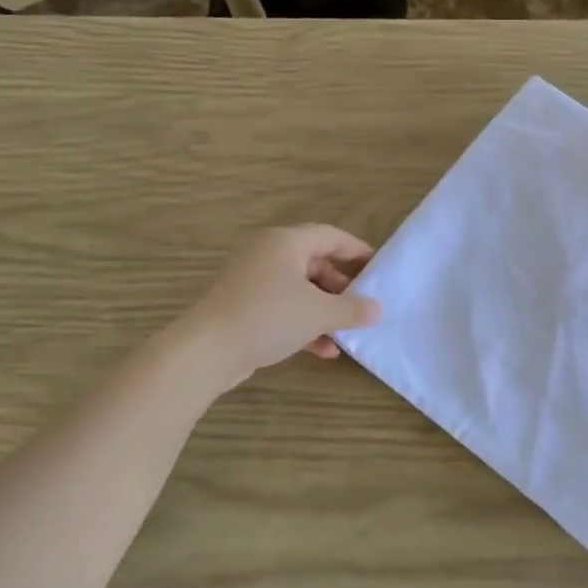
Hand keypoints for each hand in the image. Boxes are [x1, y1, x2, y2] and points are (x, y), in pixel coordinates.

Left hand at [184, 226, 381, 390]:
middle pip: (315, 263)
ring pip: (300, 290)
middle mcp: (269, 255)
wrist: (209, 349)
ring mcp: (254, 281)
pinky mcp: (245, 307)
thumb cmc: (269, 317)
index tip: (378, 267)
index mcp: (286, 243)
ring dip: (325, 311)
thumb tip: (378, 309)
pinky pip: (284, 308)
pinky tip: (323, 350)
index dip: (357, 250)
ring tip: (346, 332)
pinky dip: (305, 324)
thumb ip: (353, 309)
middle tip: (363, 305)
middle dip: (342, 287)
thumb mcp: (319, 313)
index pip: (331, 236)